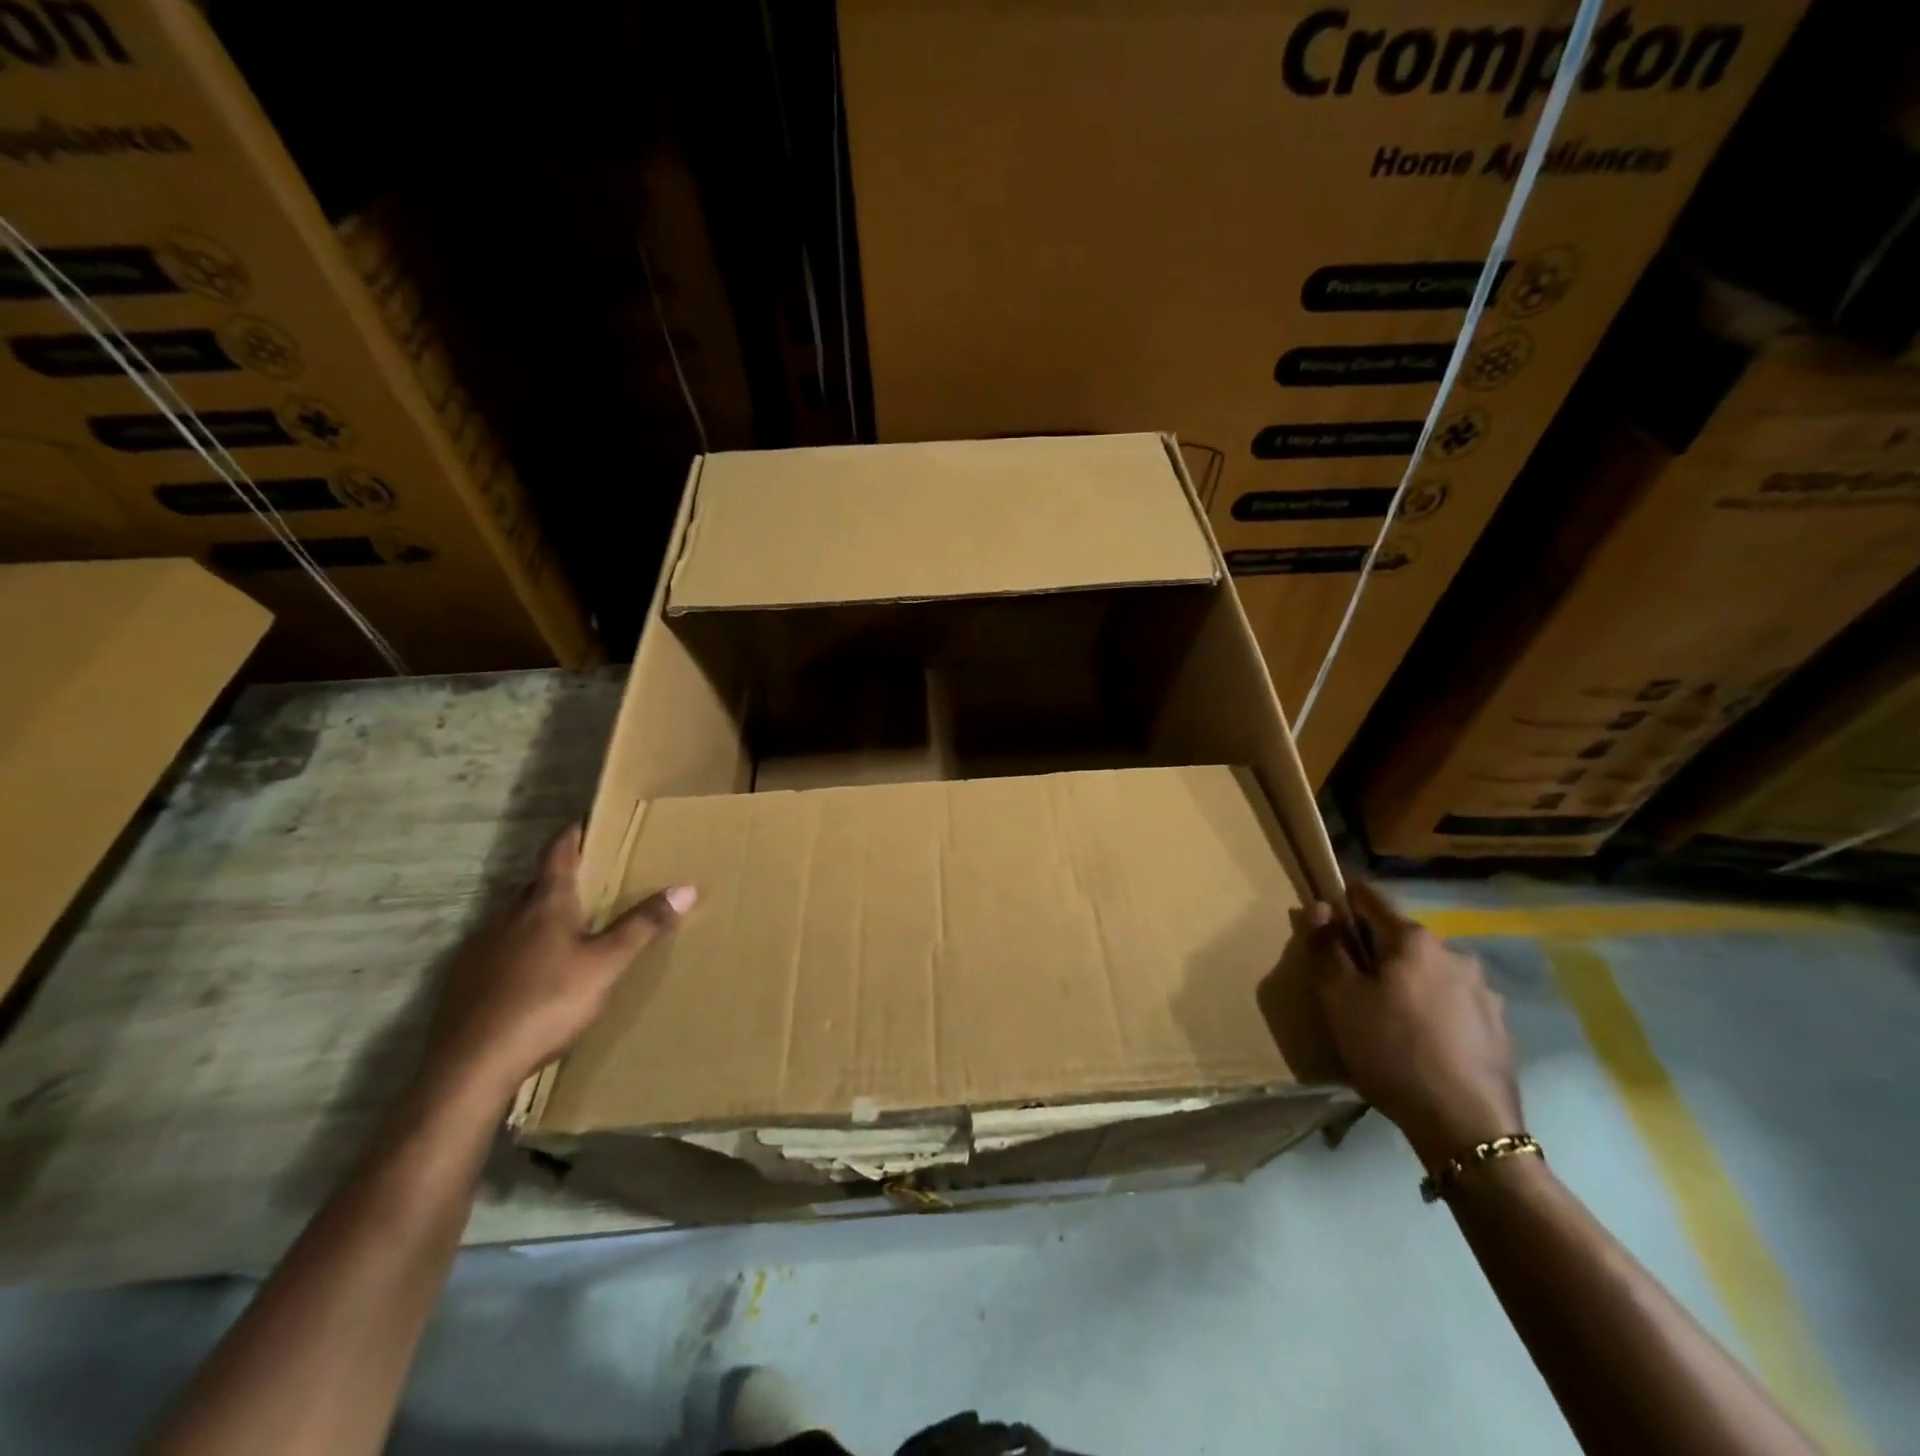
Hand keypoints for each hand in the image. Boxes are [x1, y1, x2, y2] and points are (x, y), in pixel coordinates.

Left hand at [421, 825, 695, 1102]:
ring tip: (561, 929)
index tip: (581, 822)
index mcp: (545, 905)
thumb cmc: (547, 1003)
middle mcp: (508, 916)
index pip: (559, 856)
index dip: (571, 837)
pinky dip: (515, 950)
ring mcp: (479, 948)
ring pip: (513, 920)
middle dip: (558, 879)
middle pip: (535, 886)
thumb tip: (686, 886)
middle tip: (585, 880)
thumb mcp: (607, 965)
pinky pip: (496, 951)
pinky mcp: (461, 981)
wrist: (470, 1065)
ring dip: (535, 916)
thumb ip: (643, 926)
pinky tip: (526, 974)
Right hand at [1302, 879, 1522, 1169]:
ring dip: (1407, 981)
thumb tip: (1322, 906)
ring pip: (1429, 971)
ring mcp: (1483, 991)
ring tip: (1389, 1018)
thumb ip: (1327, 946)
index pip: (1371, 898)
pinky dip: (1432, 1009)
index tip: (1326, 918)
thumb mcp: (1340, 997)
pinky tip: (1422, 1042)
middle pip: (1401, 938)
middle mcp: (1454, 954)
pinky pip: (1453, 1002)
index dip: (1344, 901)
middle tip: (1352, 984)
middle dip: (1375, 951)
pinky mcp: (1498, 1027)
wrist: (1466, 1127)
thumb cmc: (1391, 1050)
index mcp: (1414, 940)